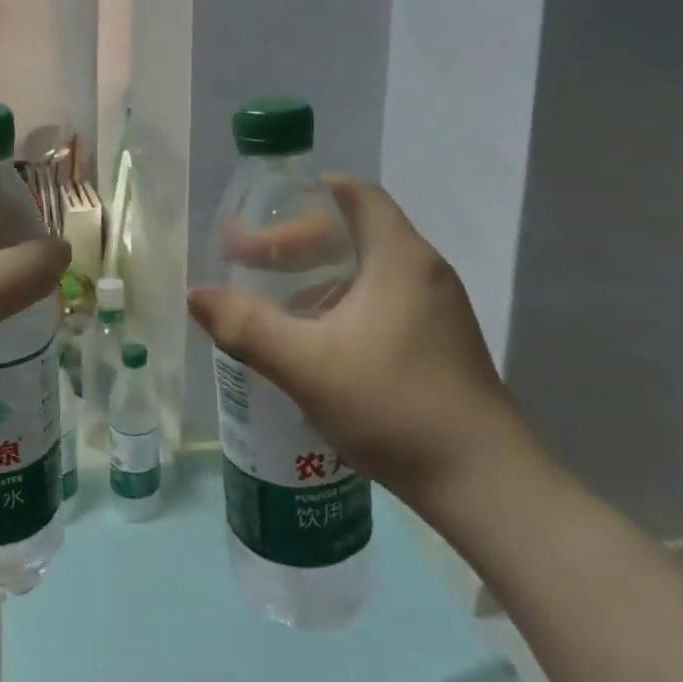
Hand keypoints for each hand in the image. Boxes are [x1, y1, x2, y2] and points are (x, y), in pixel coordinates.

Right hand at [187, 177, 539, 507]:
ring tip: (272, 299)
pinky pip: (380, 300)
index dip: (305, 194)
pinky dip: (339, 302)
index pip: (354, 194)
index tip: (261, 214)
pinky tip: (312, 339)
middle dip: (296, 241)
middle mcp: (423, 271)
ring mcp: (436, 309)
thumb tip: (196, 295)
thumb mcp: (308, 365)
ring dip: (315, 274)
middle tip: (249, 262)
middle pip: (354, 230)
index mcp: (400, 257)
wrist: (486, 487)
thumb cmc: (396, 408)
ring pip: (366, 268)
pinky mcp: (439, 343)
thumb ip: (247, 327)